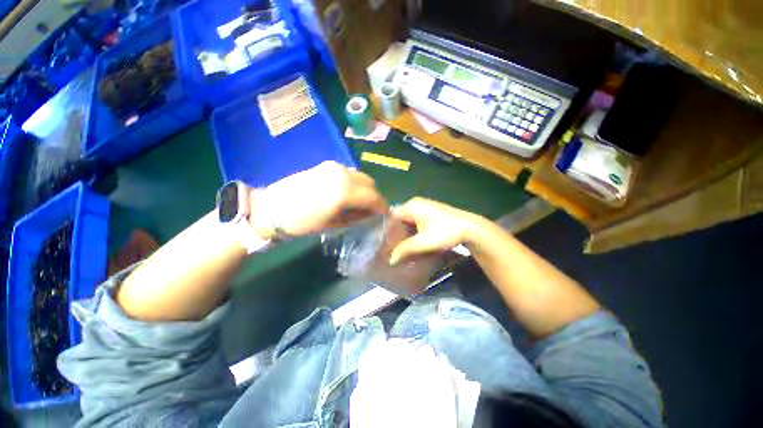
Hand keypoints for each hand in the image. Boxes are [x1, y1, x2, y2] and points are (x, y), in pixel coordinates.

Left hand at [251, 161, 387, 237]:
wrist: (271, 208)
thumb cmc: (302, 222)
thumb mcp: (333, 224)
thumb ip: (356, 217)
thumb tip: (371, 214)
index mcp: (346, 191)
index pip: (374, 196)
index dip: (382, 206)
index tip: (384, 215)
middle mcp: (344, 174)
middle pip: (370, 183)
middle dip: (375, 197)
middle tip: (371, 210)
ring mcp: (335, 167)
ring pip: (361, 176)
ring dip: (365, 188)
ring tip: (360, 202)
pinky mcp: (327, 165)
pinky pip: (350, 173)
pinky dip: (355, 182)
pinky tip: (348, 193)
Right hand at [389, 197, 483, 264]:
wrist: (470, 228)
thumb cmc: (444, 232)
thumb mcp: (423, 242)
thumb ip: (405, 250)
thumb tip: (391, 260)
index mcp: (411, 205)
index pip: (391, 217)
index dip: (387, 231)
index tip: (383, 244)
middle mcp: (416, 203)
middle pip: (399, 219)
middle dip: (396, 233)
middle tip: (391, 247)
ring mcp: (424, 207)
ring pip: (408, 221)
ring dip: (405, 233)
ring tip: (400, 247)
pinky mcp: (431, 212)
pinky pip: (416, 221)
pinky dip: (413, 231)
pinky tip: (412, 242)